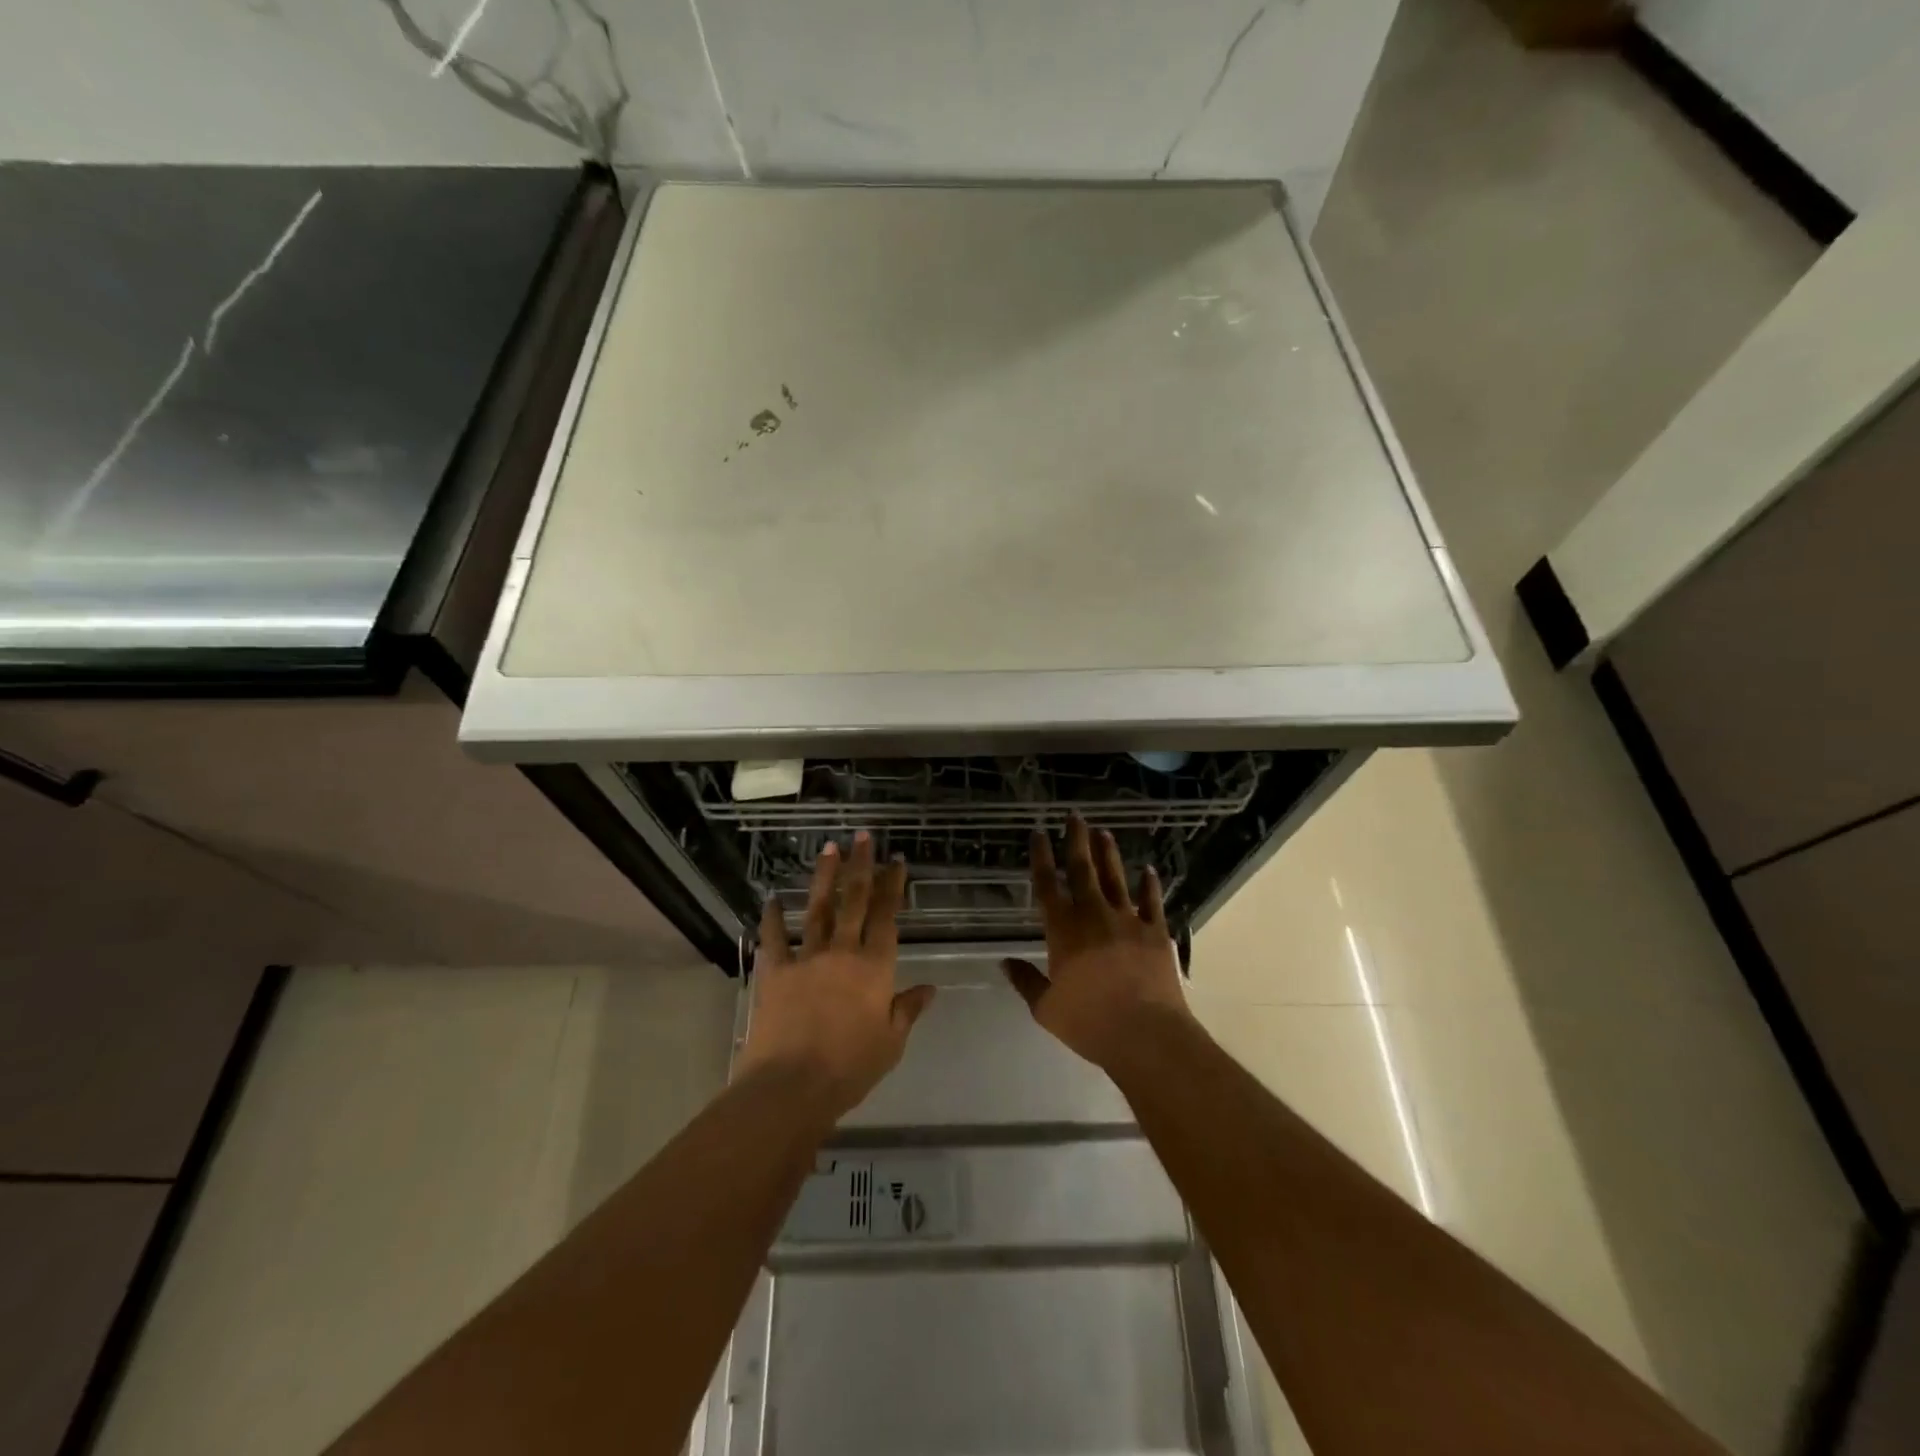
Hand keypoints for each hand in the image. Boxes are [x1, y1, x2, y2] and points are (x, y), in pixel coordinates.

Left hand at [739, 832, 936, 1118]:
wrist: (791, 1085)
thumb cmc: (850, 1067)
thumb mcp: (891, 1043)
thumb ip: (908, 1010)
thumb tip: (930, 989)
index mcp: (875, 967)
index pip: (888, 917)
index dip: (893, 887)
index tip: (897, 861)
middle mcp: (843, 952)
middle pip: (855, 901)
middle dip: (861, 866)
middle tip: (863, 836)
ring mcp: (807, 958)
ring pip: (818, 909)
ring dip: (824, 877)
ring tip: (828, 848)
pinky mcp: (776, 972)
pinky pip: (774, 939)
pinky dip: (772, 918)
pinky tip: (771, 899)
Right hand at [1003, 813, 1194, 1072]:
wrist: (1146, 1034)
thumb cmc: (1090, 1023)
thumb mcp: (1047, 1008)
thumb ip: (1026, 981)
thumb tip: (1005, 962)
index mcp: (1063, 930)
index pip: (1047, 885)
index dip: (1041, 857)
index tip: (1038, 834)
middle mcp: (1093, 915)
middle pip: (1082, 870)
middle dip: (1076, 841)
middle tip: (1074, 816)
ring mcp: (1128, 920)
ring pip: (1115, 878)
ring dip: (1108, 854)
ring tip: (1103, 832)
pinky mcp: (1155, 932)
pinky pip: (1152, 901)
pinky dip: (1149, 884)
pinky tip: (1148, 870)